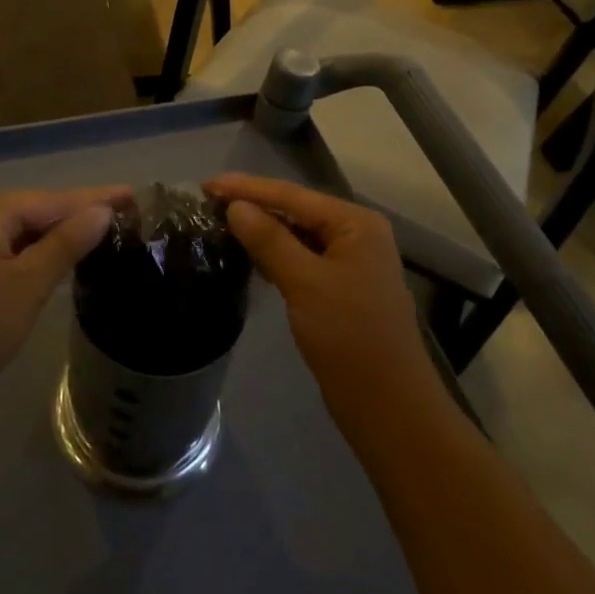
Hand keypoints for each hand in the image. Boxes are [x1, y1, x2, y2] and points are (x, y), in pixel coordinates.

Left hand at [0, 186, 129, 408]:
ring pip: (25, 233)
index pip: (53, 200)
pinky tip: (62, 261)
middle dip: (79, 212)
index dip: (94, 198)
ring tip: (103, 232)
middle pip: (38, 210)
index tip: (133, 195)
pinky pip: (13, 251)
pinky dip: (40, 253)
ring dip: (61, 233)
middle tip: (125, 212)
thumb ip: (65, 244)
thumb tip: (101, 212)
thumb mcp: (27, 284)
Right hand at [205, 174, 430, 408]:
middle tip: (207, 201)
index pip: (291, 195)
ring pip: (296, 234)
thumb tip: (235, 206)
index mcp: (355, 223)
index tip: (205, 184)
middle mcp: (355, 234)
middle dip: (252, 204)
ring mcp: (349, 261)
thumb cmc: (350, 338)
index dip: (246, 188)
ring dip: (261, 228)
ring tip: (220, 221)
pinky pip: (301, 257)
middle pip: (295, 210)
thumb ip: (269, 240)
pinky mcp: (340, 287)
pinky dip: (274, 252)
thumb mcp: (305, 283)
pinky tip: (248, 253)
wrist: (389, 408)